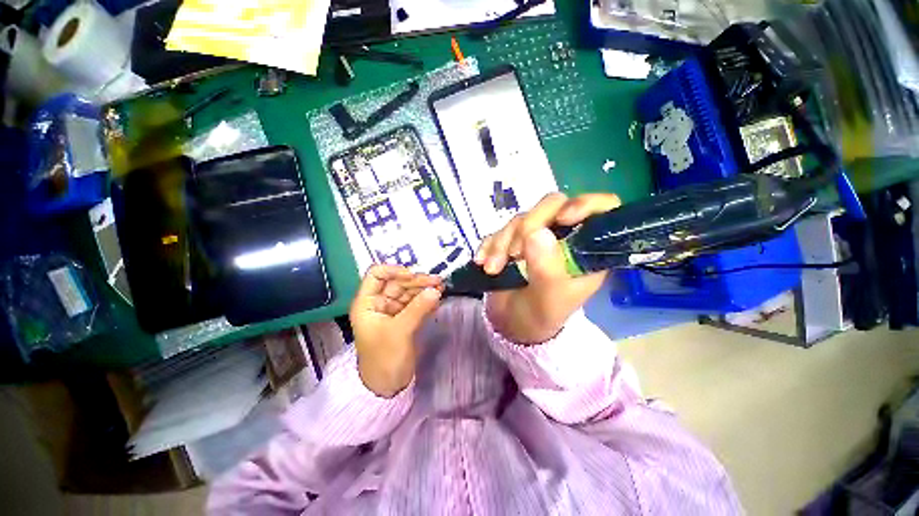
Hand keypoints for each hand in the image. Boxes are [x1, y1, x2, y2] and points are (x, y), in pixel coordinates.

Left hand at [349, 265, 442, 397]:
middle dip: (417, 280)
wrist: (388, 385)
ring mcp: (393, 310)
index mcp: (367, 302)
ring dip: (424, 288)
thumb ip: (418, 308)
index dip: (394, 270)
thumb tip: (436, 290)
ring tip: (441, 286)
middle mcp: (379, 303)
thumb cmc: (384, 358)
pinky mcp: (404, 318)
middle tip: (437, 281)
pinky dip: (426, 299)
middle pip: (398, 283)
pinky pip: (416, 303)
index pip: (376, 275)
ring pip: (409, 292)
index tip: (414, 275)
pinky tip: (438, 297)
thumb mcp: (399, 331)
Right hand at [476, 192, 620, 343]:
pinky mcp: (512, 240)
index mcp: (584, 249)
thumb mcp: (549, 299)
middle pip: (552, 206)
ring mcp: (536, 236)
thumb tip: (537, 233)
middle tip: (514, 255)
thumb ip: (547, 269)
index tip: (562, 218)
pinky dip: (489, 245)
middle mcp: (563, 236)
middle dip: (527, 228)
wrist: (511, 324)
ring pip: (521, 219)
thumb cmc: (540, 315)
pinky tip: (482, 262)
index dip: (585, 204)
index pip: (601, 209)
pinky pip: (499, 230)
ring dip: (502, 242)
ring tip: (493, 269)